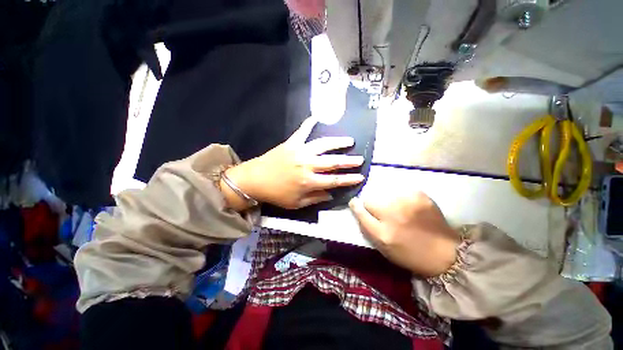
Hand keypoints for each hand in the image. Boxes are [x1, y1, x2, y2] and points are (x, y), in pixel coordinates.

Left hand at [223, 117, 364, 209]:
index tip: (361, 176)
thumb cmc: (276, 194)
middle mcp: (307, 165)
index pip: (334, 180)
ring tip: (349, 140)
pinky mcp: (291, 143)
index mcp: (309, 182)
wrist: (255, 180)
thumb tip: (331, 194)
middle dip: (349, 161)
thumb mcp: (296, 203)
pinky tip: (316, 117)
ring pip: (323, 145)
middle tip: (360, 159)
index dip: (349, 179)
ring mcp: (300, 152)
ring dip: (338, 142)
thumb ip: (315, 199)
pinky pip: (302, 131)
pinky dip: (309, 123)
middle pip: (333, 162)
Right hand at [349, 191, 459, 276]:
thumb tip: (358, 209)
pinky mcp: (419, 196)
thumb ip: (368, 229)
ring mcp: (407, 204)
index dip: (355, 206)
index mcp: (382, 233)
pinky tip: (408, 206)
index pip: (360, 212)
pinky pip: (399, 190)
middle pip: (369, 199)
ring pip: (383, 193)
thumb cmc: (410, 254)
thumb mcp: (384, 249)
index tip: (354, 202)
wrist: (446, 253)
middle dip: (371, 205)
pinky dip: (400, 197)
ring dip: (386, 200)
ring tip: (397, 209)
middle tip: (381, 211)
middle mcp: (392, 217)